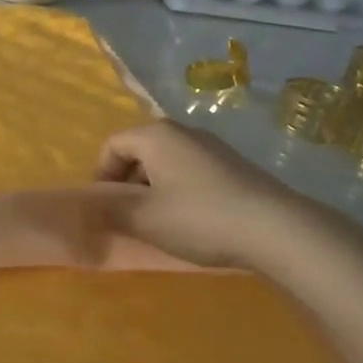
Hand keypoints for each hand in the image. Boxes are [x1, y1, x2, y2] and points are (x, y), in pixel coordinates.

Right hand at [95, 121, 357, 271]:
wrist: (278, 230)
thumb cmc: (199, 218)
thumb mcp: (145, 218)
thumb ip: (109, 210)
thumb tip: (84, 207)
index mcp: (155, 135)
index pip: (112, 145)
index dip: (101, 176)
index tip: (106, 208)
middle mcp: (183, 131)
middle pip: (140, 151)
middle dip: (128, 183)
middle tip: (130, 217)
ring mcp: (213, 147)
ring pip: (167, 163)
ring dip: (155, 189)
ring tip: (161, 223)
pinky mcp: (236, 166)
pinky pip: (192, 172)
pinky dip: (181, 192)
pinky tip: (193, 222)